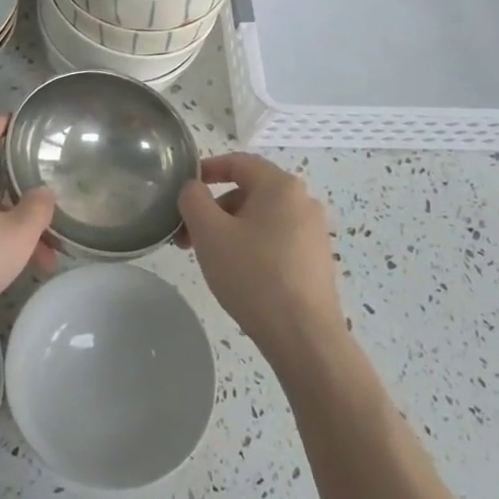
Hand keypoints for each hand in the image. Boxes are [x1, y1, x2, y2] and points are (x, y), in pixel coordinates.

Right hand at [178, 153, 344, 362]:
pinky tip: (237, 274)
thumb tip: (194, 188)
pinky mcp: (315, 260)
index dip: (207, 169)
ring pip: (260, 218)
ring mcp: (313, 233)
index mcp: (281, 186)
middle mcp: (303, 202)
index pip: (238, 162)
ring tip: (208, 259)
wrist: (303, 337)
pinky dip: (250, 246)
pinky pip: (275, 239)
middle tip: (187, 237)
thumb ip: (193, 199)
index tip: (183, 189)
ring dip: (228, 230)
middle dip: (213, 209)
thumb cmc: (253, 275)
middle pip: (248, 192)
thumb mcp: (210, 233)